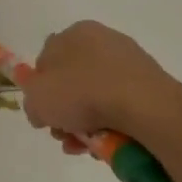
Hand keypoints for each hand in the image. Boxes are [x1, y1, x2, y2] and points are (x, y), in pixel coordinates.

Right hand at [22, 21, 181, 152]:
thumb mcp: (38, 99)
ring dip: (86, 124)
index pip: (47, 59)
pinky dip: (111, 124)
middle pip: (73, 81)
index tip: (43, 114)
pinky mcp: (150, 85)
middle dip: (65, 112)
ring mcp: (129, 62)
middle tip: (63, 135)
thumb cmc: (82, 93)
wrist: (145, 107)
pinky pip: (121, 105)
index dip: (40, 89)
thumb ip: (31, 101)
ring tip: (85, 147)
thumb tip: (40, 109)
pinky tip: (107, 144)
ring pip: (97, 97)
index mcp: (75, 33)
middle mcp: (103, 40)